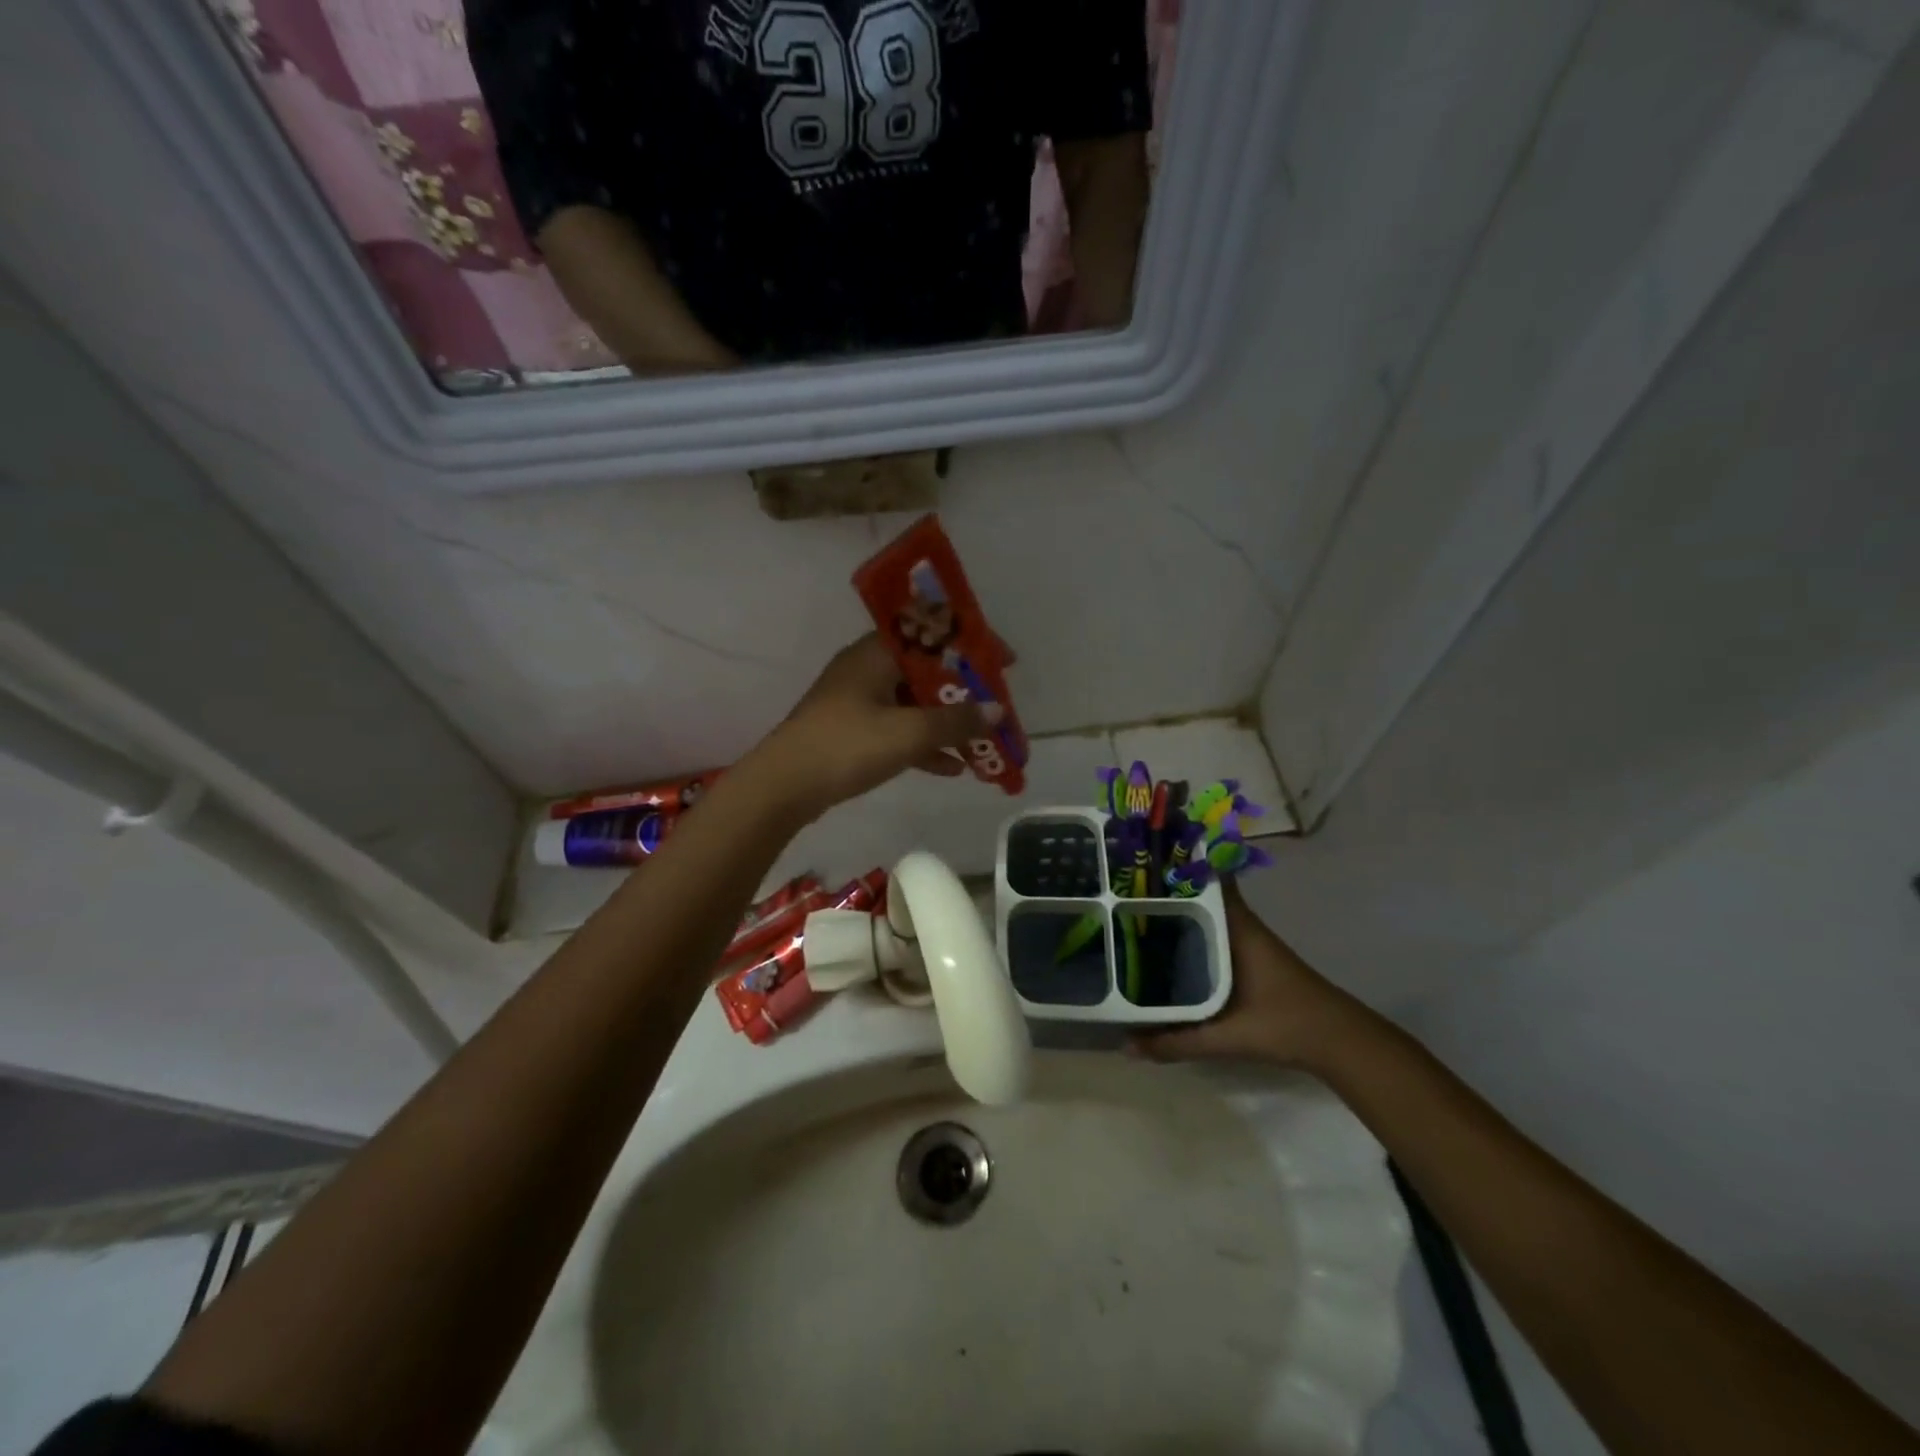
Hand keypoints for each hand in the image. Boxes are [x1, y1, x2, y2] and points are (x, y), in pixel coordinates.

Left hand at [747, 634, 1003, 819]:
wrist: (782, 787)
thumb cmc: (846, 746)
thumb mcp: (908, 733)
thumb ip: (955, 721)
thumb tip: (997, 712)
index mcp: (877, 653)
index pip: (933, 633)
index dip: (972, 644)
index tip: (1004, 662)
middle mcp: (867, 669)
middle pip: (927, 671)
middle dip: (965, 692)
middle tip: (996, 707)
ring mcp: (858, 702)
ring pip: (914, 704)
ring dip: (947, 722)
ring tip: (983, 742)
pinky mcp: (852, 732)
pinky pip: (898, 730)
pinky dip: (924, 744)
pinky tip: (952, 768)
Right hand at [1132, 882, 1359, 1069]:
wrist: (1340, 1043)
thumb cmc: (1285, 1024)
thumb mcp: (1227, 1036)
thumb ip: (1176, 1042)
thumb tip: (1126, 1045)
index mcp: (1237, 927)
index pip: (1205, 878)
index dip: (1176, 862)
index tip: (1140, 854)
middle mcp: (1240, 925)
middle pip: (1197, 895)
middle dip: (1163, 889)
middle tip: (1119, 886)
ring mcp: (1246, 941)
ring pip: (1203, 916)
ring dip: (1175, 912)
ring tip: (1130, 912)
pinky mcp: (1249, 959)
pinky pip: (1210, 935)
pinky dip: (1188, 934)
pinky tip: (1164, 948)